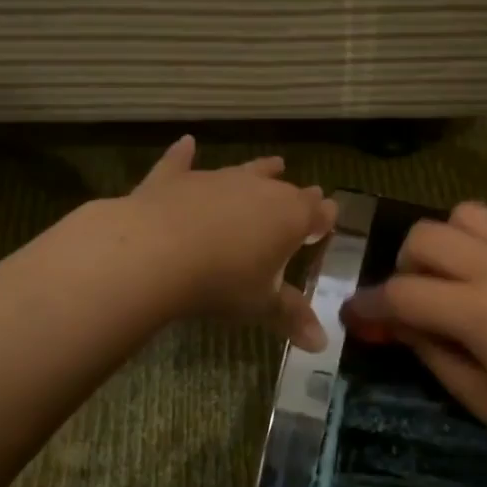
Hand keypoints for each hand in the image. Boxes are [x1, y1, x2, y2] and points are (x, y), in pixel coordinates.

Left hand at [122, 136, 336, 349]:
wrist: (156, 252)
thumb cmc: (221, 281)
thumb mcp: (260, 304)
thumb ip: (291, 317)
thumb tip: (322, 344)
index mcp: (288, 217)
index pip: (316, 213)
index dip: (324, 217)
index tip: (330, 216)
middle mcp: (257, 189)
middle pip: (285, 189)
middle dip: (299, 195)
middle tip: (309, 195)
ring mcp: (215, 179)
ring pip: (245, 170)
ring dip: (260, 169)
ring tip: (274, 162)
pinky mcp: (175, 179)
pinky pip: (182, 162)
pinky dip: (184, 154)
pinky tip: (186, 143)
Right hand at [343, 200, 486, 467]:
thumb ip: (436, 358)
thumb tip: (404, 327)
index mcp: (476, 311)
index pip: (401, 293)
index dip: (370, 306)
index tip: (356, 316)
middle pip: (423, 237)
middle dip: (405, 267)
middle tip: (418, 299)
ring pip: (464, 213)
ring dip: (449, 241)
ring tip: (461, 272)